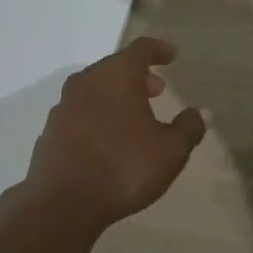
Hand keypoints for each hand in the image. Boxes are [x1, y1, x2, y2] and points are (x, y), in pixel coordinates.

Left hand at [22, 37, 206, 227]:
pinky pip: (80, 112)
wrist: (62, 204)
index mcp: (116, 75)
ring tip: (133, 115)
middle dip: (138, 75)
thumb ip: (188, 128)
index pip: (141, 49)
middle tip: (156, 90)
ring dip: (116, 95)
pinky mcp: (50, 130)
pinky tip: (106, 139)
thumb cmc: (123, 168)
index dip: (159, 50)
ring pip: (95, 89)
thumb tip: (202, 112)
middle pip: (115, 67)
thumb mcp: (170, 151)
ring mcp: (64, 105)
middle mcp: (87, 81)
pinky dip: (97, 115)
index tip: (171, 55)